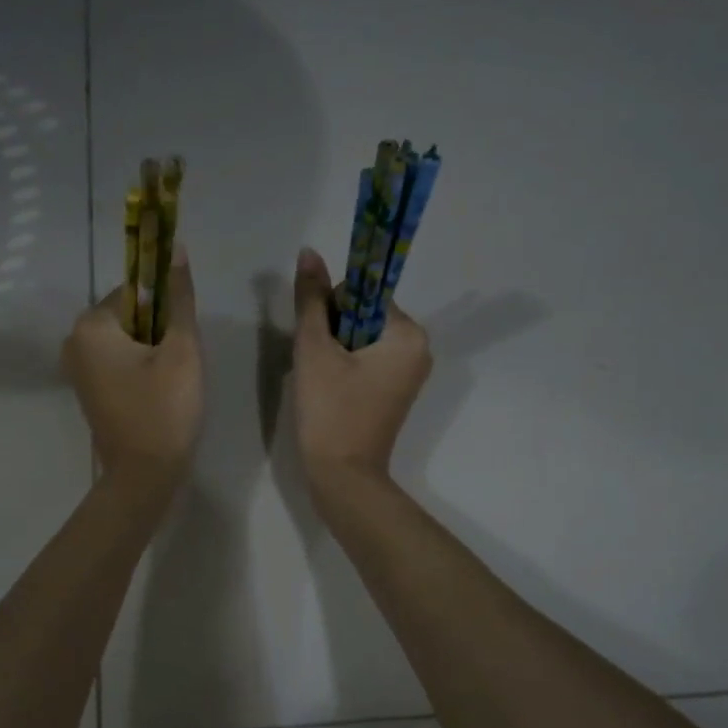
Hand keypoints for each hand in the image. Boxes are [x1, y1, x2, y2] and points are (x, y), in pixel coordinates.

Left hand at [62, 243, 203, 499]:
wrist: (145, 475)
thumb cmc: (165, 409)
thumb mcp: (181, 349)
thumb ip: (179, 297)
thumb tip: (176, 247)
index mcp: (90, 325)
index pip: (136, 291)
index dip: (167, 309)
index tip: (181, 339)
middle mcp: (73, 341)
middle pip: (130, 314)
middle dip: (159, 331)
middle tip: (178, 364)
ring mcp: (76, 367)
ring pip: (126, 339)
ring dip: (153, 350)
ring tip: (170, 381)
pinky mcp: (86, 389)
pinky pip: (117, 361)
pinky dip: (139, 367)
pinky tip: (157, 391)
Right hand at [290, 247, 431, 506]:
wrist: (342, 477)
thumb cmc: (331, 410)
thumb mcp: (315, 348)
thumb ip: (311, 298)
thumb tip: (309, 251)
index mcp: (409, 334)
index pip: (364, 294)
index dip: (332, 309)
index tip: (320, 340)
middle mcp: (419, 348)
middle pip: (363, 315)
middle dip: (333, 331)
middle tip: (318, 365)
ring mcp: (409, 372)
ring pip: (361, 338)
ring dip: (334, 349)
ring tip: (322, 380)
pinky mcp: (396, 391)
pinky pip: (367, 360)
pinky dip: (344, 366)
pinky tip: (330, 389)